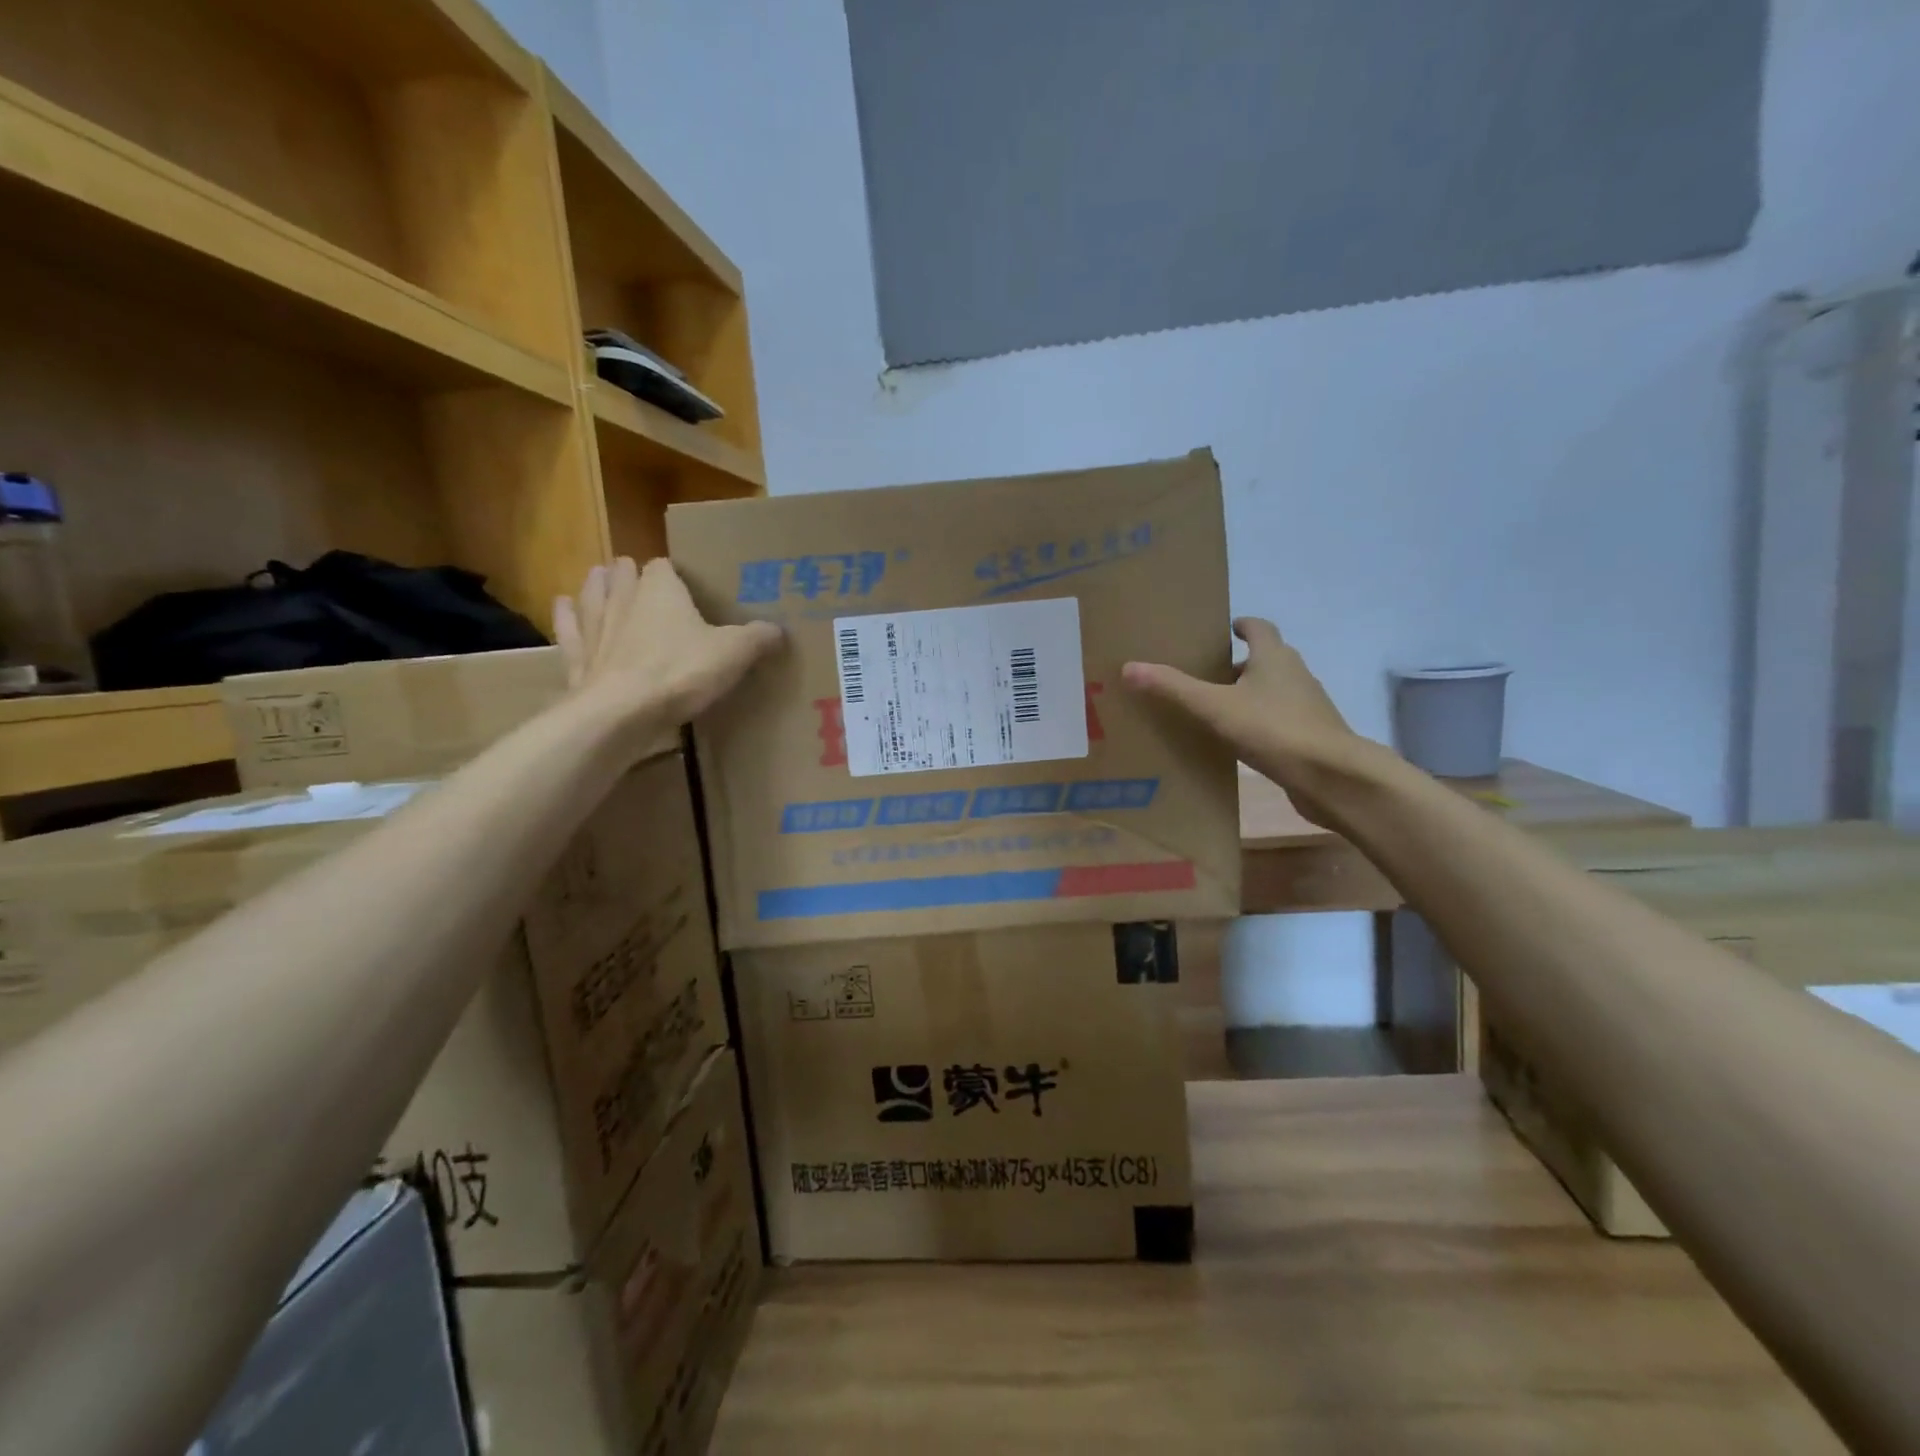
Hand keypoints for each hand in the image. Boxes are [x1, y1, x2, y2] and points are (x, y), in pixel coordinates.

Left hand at [554, 557, 781, 722]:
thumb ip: (757, 638)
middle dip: (630, 573)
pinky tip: (563, 606)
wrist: (622, 713)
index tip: (684, 580)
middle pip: (623, 575)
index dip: (673, 571)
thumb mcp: (734, 654)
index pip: (664, 566)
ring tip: (599, 577)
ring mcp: (596, 629)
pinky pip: (571, 631)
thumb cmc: (681, 673)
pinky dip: (567, 618)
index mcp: (662, 591)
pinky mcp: (579, 659)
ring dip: (597, 586)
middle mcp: (624, 600)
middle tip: (639, 576)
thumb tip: (779, 630)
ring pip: (593, 596)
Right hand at [1123, 618, 1370, 824]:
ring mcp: (1307, 706)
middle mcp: (1295, 674)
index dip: (1242, 625)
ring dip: (1249, 694)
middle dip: (1239, 663)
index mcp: (1275, 657)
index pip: (1260, 627)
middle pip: (1266, 659)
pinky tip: (1238, 741)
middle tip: (1206, 673)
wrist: (1332, 777)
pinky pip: (1279, 720)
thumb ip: (1173, 688)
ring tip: (1216, 708)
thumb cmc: (1274, 729)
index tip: (1225, 629)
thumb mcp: (1215, 707)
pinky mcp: (1310, 735)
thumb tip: (1129, 667)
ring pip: (1273, 691)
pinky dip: (1259, 722)